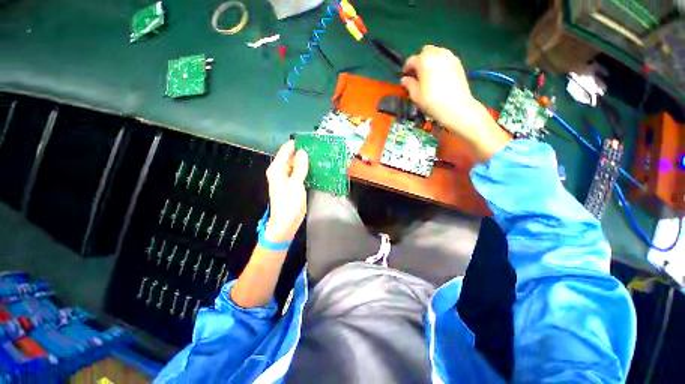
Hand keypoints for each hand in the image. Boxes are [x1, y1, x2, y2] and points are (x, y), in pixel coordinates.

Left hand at [264, 140, 308, 242]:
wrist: (286, 223)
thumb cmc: (288, 204)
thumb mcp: (295, 184)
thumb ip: (300, 168)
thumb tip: (303, 152)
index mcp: (277, 169)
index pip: (286, 150)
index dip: (297, 144)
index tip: (310, 140)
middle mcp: (280, 171)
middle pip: (291, 156)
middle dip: (303, 152)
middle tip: (318, 149)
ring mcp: (287, 178)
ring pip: (296, 164)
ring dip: (306, 161)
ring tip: (319, 156)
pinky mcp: (293, 184)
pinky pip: (299, 172)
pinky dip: (306, 169)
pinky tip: (316, 167)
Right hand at [401, 45, 509, 160]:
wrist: (457, 107)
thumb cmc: (432, 102)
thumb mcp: (416, 95)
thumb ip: (409, 84)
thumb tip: (404, 79)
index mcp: (425, 60)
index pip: (411, 60)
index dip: (406, 68)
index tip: (405, 76)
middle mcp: (438, 53)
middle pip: (425, 51)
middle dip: (419, 60)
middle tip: (417, 74)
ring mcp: (450, 57)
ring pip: (436, 52)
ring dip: (430, 60)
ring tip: (428, 75)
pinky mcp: (458, 63)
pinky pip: (445, 58)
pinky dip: (439, 63)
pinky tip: (438, 77)